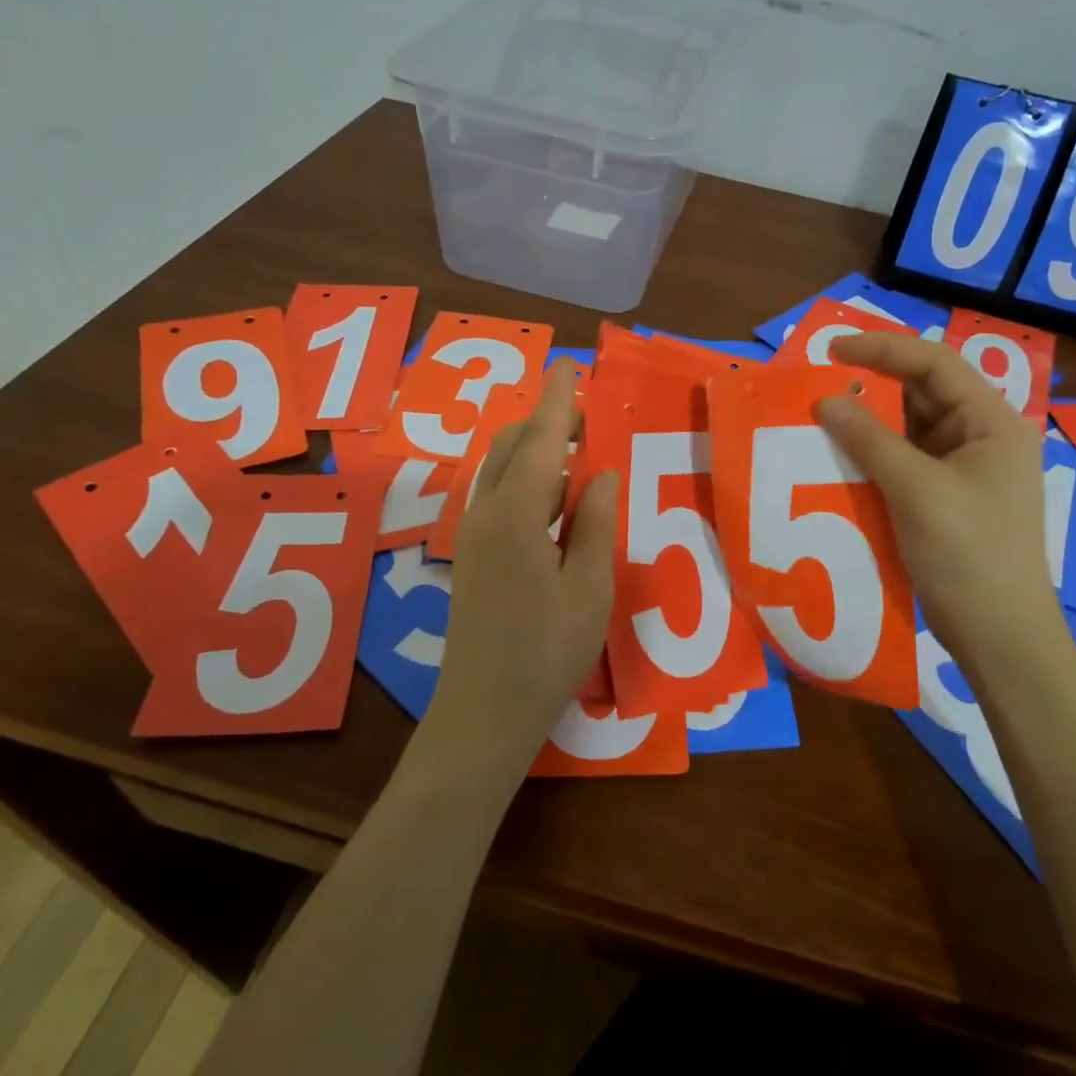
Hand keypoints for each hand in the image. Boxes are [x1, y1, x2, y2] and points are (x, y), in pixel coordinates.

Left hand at [426, 362, 618, 766]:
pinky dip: (527, 480)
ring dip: (536, 451)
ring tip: (578, 453)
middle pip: (511, 446)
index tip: (569, 364)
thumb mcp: (589, 584)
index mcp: (516, 513)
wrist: (485, 711)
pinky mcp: (474, 555)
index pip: (539, 439)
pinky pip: (500, 496)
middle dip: (546, 421)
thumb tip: (600, 472)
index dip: (557, 400)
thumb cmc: (547, 649)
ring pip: (502, 470)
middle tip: (587, 415)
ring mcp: (474, 534)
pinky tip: (555, 499)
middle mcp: (485, 512)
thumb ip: (594, 521)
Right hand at [813, 333, 1064, 662]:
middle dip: (872, 385)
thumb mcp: (916, 490)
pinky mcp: (946, 497)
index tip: (831, 350)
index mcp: (993, 422)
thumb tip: (824, 401)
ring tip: (822, 416)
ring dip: (869, 422)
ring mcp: (965, 469)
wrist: (999, 636)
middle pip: (923, 393)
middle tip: (819, 383)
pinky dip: (874, 455)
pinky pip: (906, 461)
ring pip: (911, 428)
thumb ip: (869, 440)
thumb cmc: (968, 555)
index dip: (882, 349)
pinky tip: (841, 456)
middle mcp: (982, 437)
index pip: (935, 364)